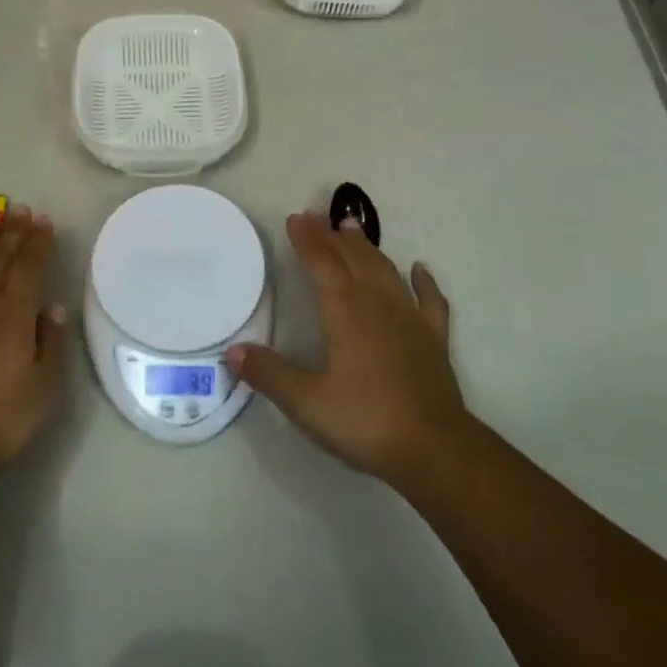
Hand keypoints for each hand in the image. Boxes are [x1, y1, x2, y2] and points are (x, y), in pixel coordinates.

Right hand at [229, 211, 469, 490]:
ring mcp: (409, 319)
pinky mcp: (434, 340)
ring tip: (353, 228)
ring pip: (386, 271)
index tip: (296, 218)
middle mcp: (376, 304)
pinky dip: (424, 282)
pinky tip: (420, 269)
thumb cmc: (365, 421)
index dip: (307, 240)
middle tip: (317, 217)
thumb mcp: (306, 403)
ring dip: (368, 248)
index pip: (321, 264)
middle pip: (352, 260)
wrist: (434, 449)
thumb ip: (269, 374)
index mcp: (344, 312)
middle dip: (332, 236)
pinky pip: (430, 301)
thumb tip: (233, 351)